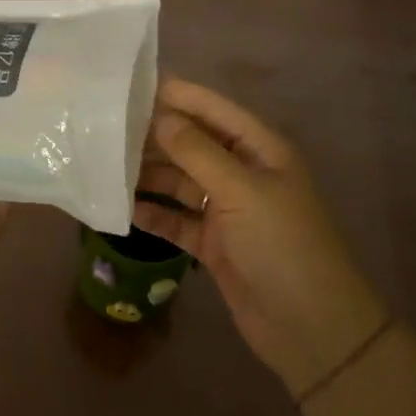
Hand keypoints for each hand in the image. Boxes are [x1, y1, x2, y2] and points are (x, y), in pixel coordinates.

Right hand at [134, 77, 388, 399]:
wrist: (312, 329)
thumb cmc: (282, 245)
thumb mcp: (241, 191)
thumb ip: (197, 152)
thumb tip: (159, 117)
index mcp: (258, 148)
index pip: (211, 108)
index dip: (175, 95)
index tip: (128, 86)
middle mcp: (241, 171)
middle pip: (191, 143)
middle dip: (154, 135)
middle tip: (104, 128)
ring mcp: (226, 208)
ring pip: (179, 180)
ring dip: (148, 174)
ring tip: (104, 164)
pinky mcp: (213, 243)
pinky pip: (176, 219)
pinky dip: (153, 212)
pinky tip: (122, 208)